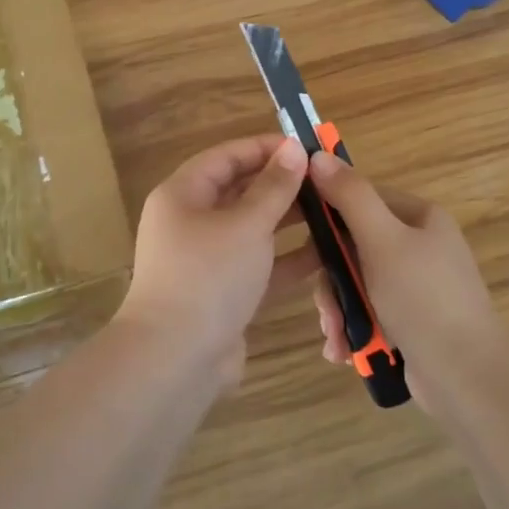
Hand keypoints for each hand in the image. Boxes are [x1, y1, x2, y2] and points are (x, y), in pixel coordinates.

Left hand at [116, 135, 318, 385]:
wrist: (176, 360)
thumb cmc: (209, 277)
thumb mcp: (246, 225)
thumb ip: (274, 187)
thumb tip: (293, 148)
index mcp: (183, 194)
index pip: (226, 156)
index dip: (265, 148)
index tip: (306, 148)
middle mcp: (191, 221)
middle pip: (239, 191)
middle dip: (281, 185)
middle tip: (326, 181)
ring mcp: (206, 259)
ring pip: (252, 229)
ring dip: (289, 221)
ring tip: (332, 211)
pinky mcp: (223, 292)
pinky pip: (258, 264)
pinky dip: (286, 258)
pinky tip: (325, 253)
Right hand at [305, 152, 505, 391]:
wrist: (467, 377)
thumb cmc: (423, 299)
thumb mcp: (382, 241)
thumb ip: (350, 196)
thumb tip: (318, 155)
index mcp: (419, 217)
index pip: (360, 198)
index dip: (328, 218)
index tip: (305, 247)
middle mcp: (419, 245)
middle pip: (353, 246)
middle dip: (332, 282)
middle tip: (325, 311)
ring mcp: (416, 284)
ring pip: (356, 283)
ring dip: (339, 311)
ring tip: (337, 340)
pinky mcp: (411, 319)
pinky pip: (369, 311)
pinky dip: (354, 330)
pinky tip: (345, 352)